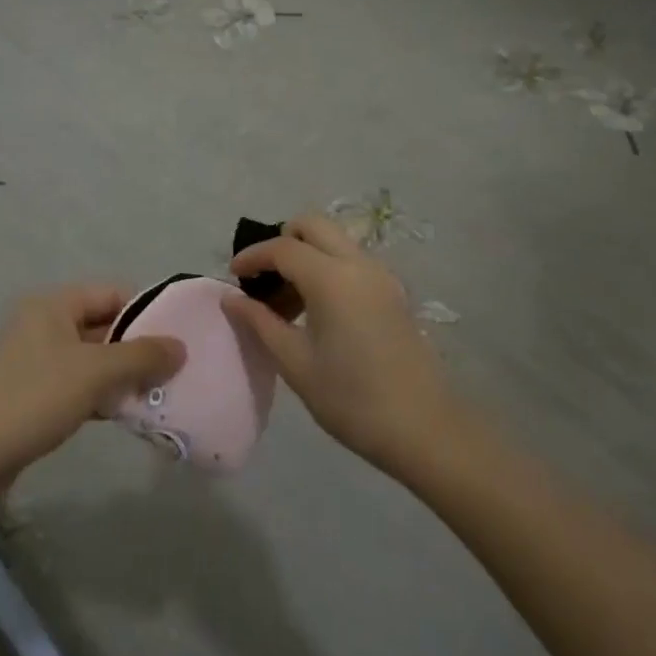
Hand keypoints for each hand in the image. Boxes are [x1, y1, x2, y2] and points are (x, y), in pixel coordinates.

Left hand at [0, 285, 184, 481]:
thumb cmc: (36, 397)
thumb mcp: (96, 372)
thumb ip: (141, 356)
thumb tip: (181, 347)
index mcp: (53, 304)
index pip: (112, 293)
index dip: (147, 311)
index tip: (177, 336)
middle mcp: (43, 323)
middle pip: (103, 326)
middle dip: (137, 348)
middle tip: (174, 369)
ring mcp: (35, 359)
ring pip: (92, 358)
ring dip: (122, 375)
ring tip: (158, 394)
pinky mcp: (32, 392)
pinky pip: (77, 383)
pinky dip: (101, 394)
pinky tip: (126, 414)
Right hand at [225, 214, 453, 474]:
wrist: (424, 429)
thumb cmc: (351, 399)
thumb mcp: (295, 362)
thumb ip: (260, 322)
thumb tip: (231, 298)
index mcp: (332, 278)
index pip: (282, 247)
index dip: (252, 256)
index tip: (232, 275)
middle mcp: (359, 264)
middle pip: (313, 225)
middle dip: (281, 241)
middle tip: (263, 278)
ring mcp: (381, 276)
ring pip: (334, 241)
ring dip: (306, 255)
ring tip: (286, 303)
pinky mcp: (393, 292)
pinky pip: (351, 261)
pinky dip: (327, 268)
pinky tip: (316, 311)